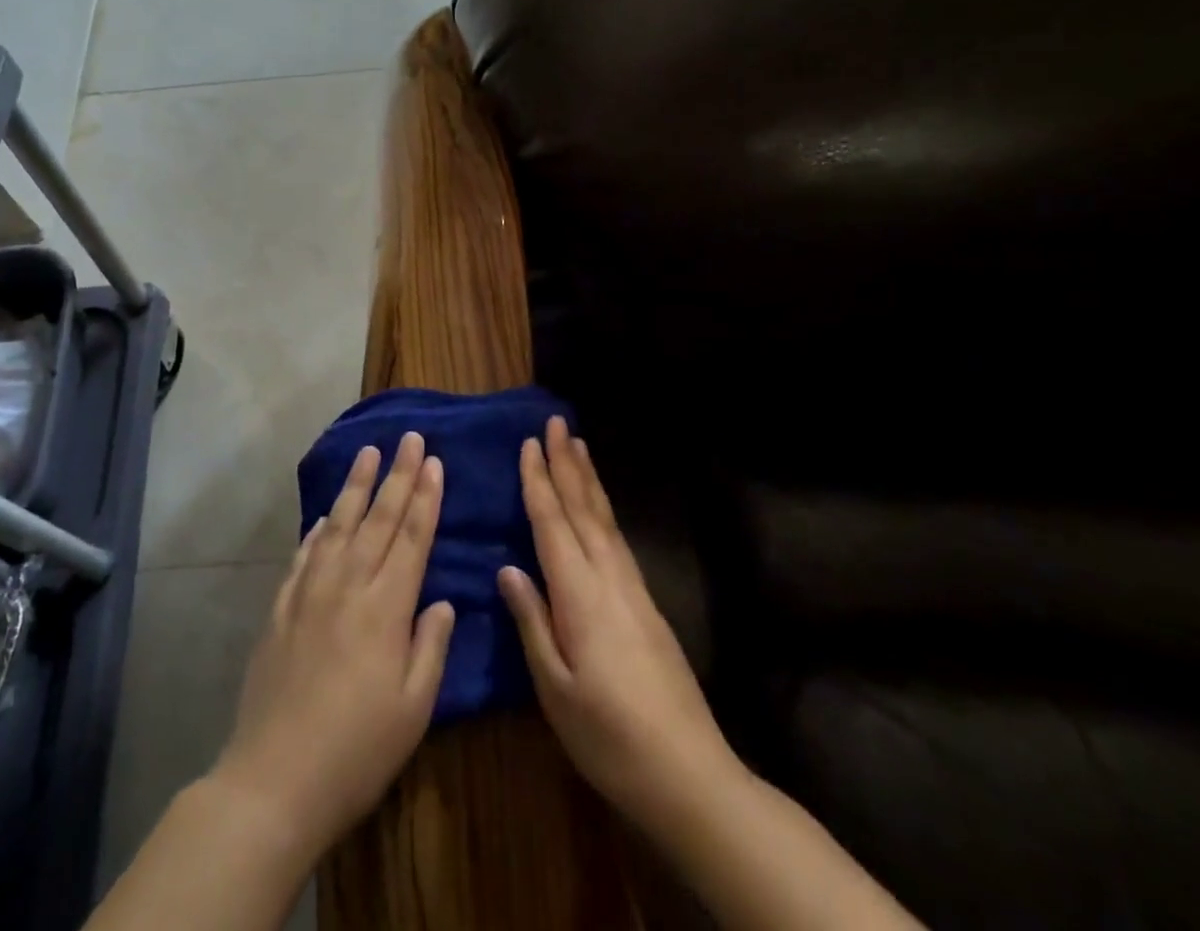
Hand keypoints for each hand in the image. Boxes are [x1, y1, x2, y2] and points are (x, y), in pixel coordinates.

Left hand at [213, 432, 455, 861]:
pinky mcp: (281, 608)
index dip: (425, 498)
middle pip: (378, 519)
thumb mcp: (414, 710)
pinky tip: (325, 515)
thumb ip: (430, 647)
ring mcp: (309, 593)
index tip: (434, 462)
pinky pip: (304, 555)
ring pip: (339, 525)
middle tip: (410, 438)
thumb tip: (442, 600)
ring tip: (368, 452)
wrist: (275, 778)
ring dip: (356, 486)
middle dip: (398, 476)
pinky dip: (317, 530)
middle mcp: (348, 586)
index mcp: (386, 608)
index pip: (412, 539)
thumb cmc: (358, 751)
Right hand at [498, 417, 737, 837]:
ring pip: (606, 521)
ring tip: (578, 447)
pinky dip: (604, 511)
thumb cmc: (609, 738)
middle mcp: (610, 581)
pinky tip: (600, 508)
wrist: (690, 776)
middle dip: (567, 464)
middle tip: (556, 423)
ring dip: (589, 480)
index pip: (553, 525)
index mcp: (581, 597)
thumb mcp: (555, 689)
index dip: (539, 483)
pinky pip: (619, 540)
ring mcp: (634, 591)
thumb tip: (509, 568)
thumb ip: (532, 623)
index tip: (528, 444)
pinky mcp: (648, 606)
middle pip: (584, 510)